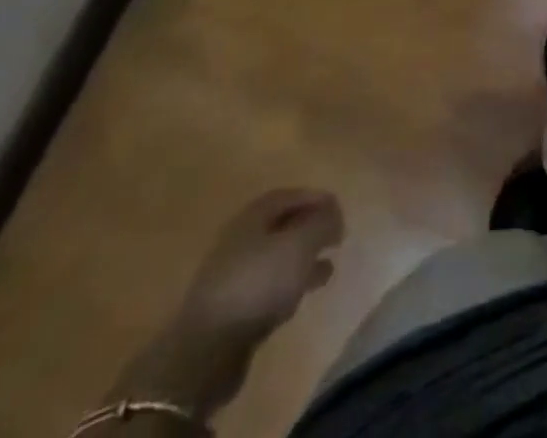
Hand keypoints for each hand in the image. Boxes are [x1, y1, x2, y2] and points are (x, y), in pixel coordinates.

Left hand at [175, 188, 345, 343]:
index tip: (339, 210)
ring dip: (303, 259)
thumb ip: (322, 223)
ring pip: (277, 258)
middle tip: (336, 237)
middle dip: (310, 229)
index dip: (316, 199)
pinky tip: (303, 294)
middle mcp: (241, 239)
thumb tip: (333, 214)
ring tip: (329, 267)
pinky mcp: (233, 309)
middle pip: (282, 225)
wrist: (207, 350)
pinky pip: (268, 286)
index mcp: (253, 216)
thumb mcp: (300, 245)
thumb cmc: (258, 283)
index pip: (289, 196)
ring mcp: (234, 276)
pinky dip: (289, 284)